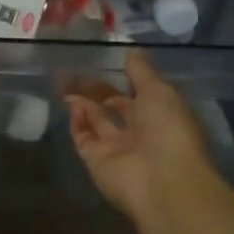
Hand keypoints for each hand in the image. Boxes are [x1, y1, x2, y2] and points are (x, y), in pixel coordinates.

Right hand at [65, 50, 216, 228]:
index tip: (107, 61)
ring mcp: (118, 149)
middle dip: (99, 90)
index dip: (125, 79)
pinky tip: (71, 103)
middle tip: (77, 70)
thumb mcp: (159, 90)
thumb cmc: (168, 129)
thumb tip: (131, 51)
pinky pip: (84, 138)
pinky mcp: (97, 162)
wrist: (163, 182)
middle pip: (116, 108)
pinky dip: (77, 122)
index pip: (140, 94)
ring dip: (83, 102)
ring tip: (65, 81)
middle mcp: (141, 133)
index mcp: (162, 115)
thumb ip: (142, 71)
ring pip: (97, 122)